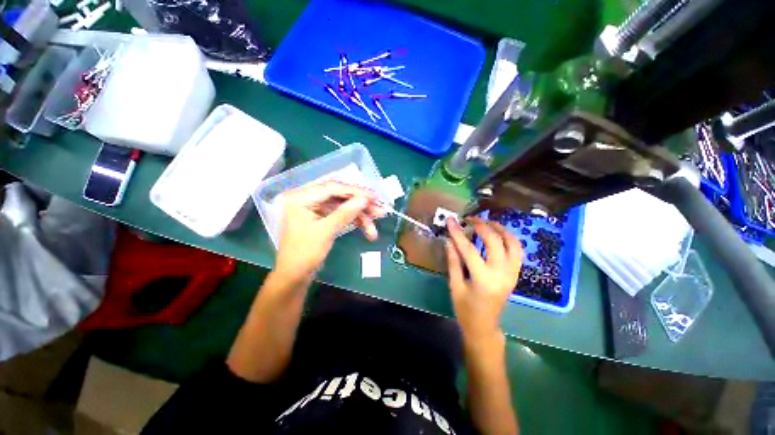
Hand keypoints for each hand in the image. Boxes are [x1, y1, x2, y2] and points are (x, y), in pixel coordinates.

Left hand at [275, 181, 384, 280]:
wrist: (295, 276)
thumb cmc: (304, 254)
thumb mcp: (325, 231)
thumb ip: (345, 213)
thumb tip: (364, 199)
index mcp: (300, 197)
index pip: (332, 188)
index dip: (356, 192)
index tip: (374, 197)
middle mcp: (307, 199)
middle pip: (340, 196)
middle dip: (361, 205)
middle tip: (379, 211)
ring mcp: (315, 209)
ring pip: (343, 207)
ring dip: (360, 216)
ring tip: (374, 229)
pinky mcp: (321, 218)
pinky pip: (341, 215)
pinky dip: (354, 221)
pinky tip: (366, 228)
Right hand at [446, 217, 522, 341]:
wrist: (484, 326)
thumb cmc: (465, 309)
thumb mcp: (455, 286)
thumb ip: (453, 261)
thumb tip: (449, 240)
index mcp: (482, 280)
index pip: (468, 249)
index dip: (458, 233)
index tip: (451, 220)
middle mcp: (501, 274)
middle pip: (494, 242)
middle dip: (481, 226)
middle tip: (469, 219)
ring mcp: (512, 274)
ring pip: (513, 243)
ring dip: (500, 229)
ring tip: (486, 222)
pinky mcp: (516, 274)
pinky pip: (518, 251)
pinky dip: (510, 238)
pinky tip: (498, 234)